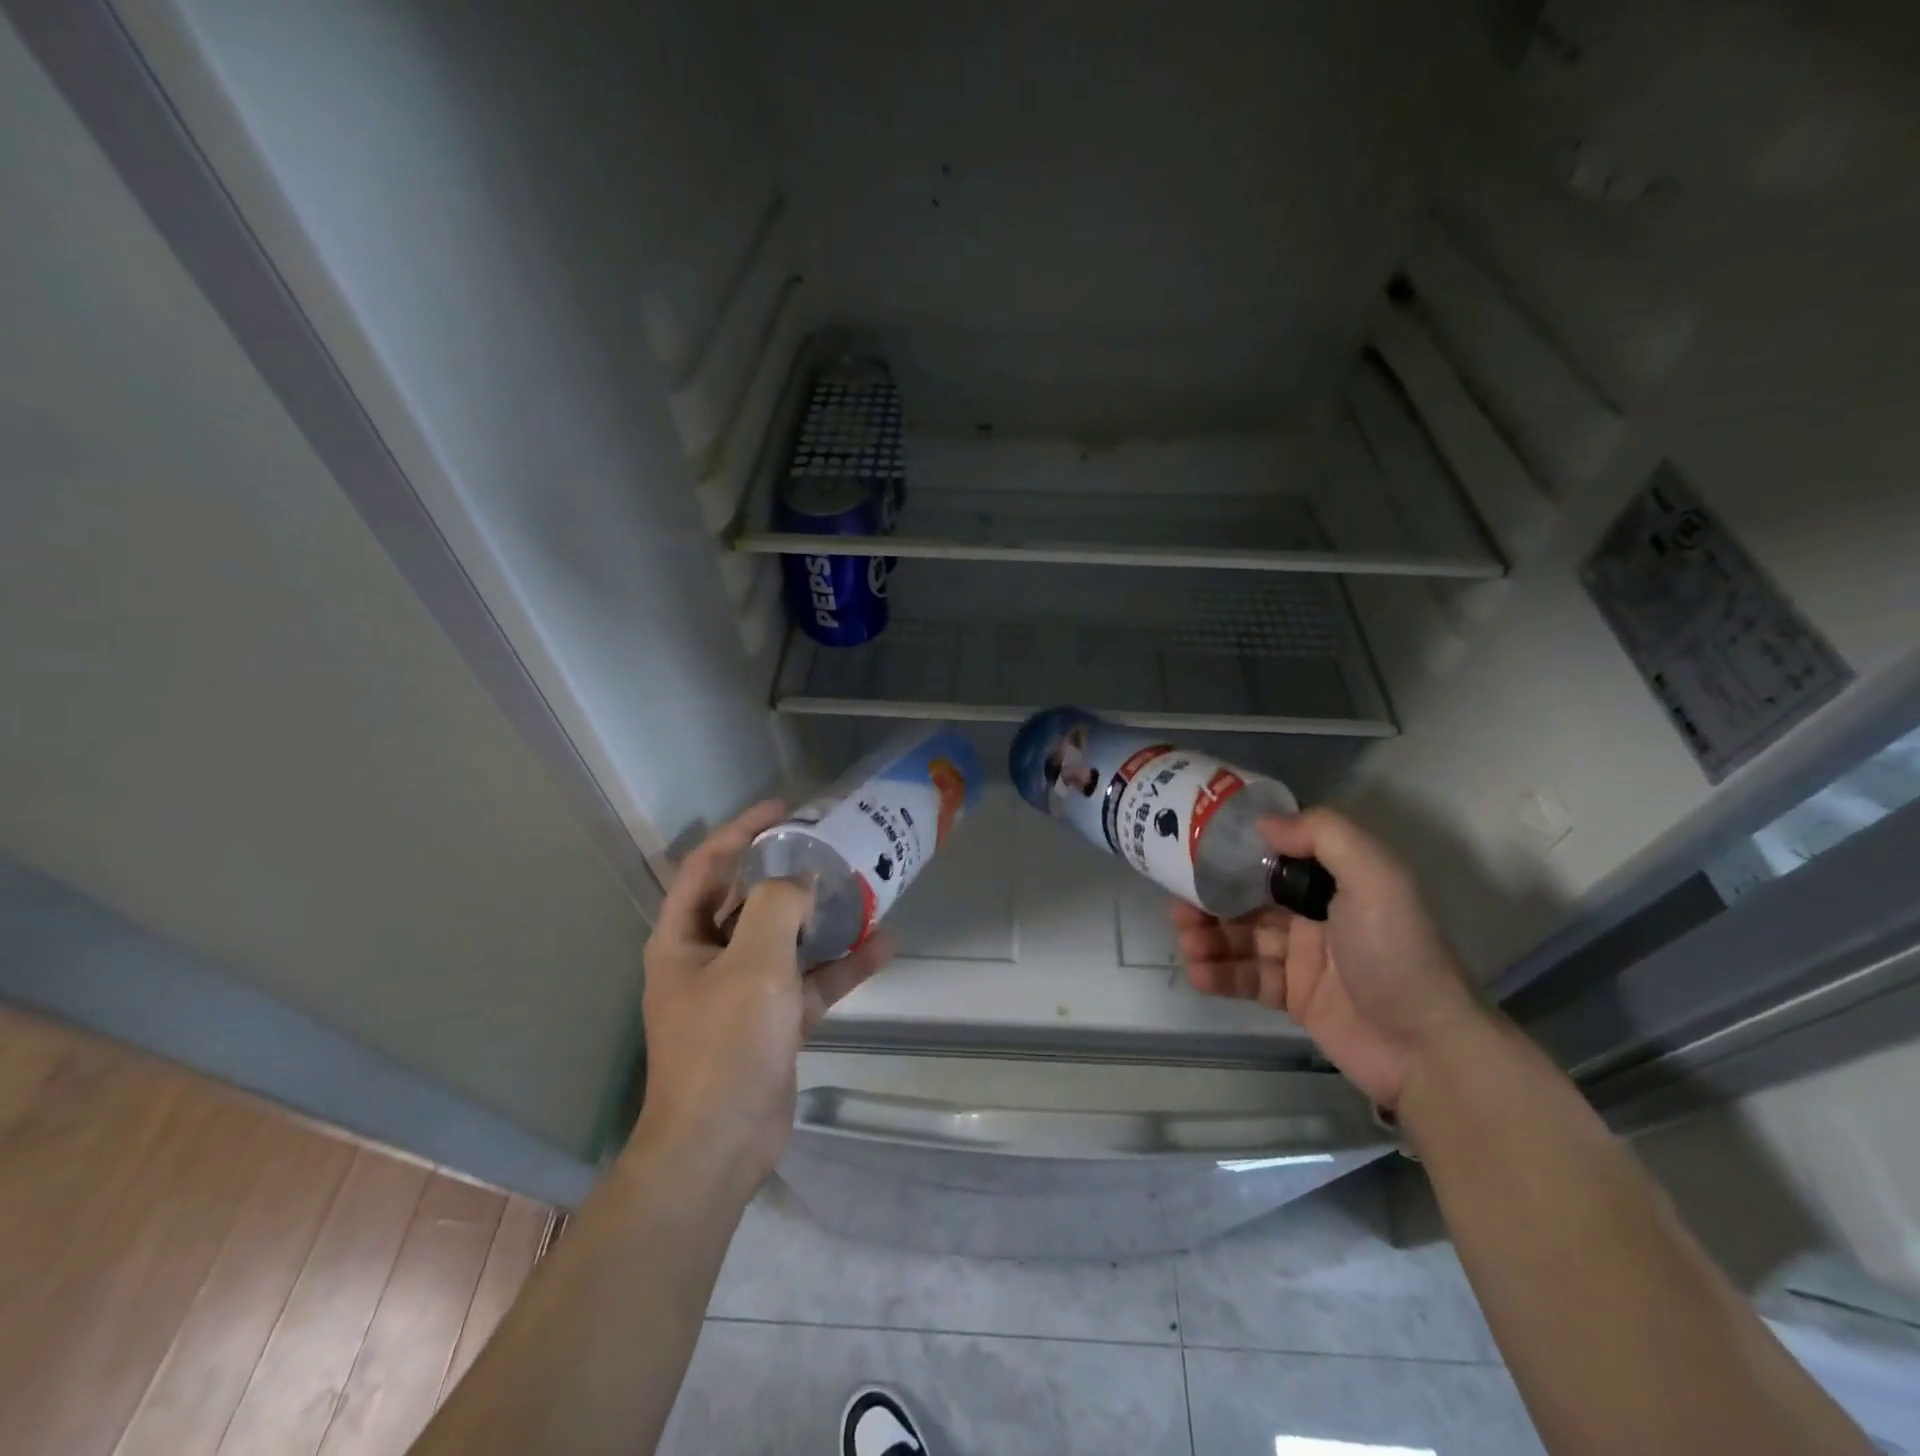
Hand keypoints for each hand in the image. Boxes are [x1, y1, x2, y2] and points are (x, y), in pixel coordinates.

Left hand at [632, 801, 891, 1193]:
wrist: (720, 1146)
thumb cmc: (725, 1043)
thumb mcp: (754, 961)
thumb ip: (778, 905)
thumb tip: (802, 880)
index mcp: (683, 938)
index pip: (708, 864)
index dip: (743, 830)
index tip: (785, 809)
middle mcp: (707, 959)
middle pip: (749, 900)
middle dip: (789, 872)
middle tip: (831, 846)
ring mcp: (741, 993)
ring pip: (785, 941)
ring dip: (822, 918)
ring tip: (863, 889)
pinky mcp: (771, 1023)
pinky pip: (807, 983)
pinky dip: (840, 966)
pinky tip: (882, 946)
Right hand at [1172, 807, 1481, 1108]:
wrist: (1428, 1050)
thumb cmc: (1398, 954)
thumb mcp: (1377, 879)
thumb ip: (1324, 837)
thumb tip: (1262, 824)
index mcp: (1333, 882)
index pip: (1272, 859)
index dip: (1232, 856)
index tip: (1193, 854)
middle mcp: (1314, 915)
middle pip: (1248, 899)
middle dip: (1210, 900)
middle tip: (1178, 907)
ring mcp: (1301, 958)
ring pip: (1240, 938)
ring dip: (1208, 937)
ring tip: (1187, 942)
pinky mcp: (1292, 997)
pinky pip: (1246, 978)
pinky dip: (1219, 974)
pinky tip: (1199, 973)